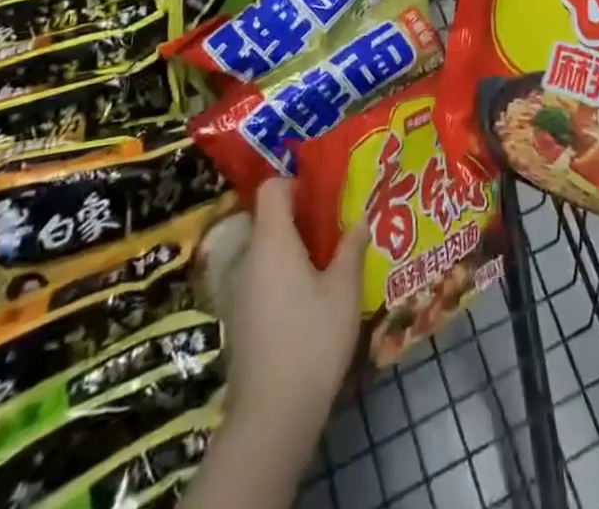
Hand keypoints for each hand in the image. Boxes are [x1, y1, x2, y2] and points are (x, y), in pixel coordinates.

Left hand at [221, 178, 365, 442]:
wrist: (272, 416)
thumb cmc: (312, 339)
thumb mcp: (344, 290)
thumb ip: (351, 248)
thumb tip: (360, 219)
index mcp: (272, 240)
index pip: (271, 189)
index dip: (295, 183)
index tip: (323, 195)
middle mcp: (248, 258)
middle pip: (269, 220)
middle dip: (301, 219)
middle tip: (335, 228)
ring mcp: (239, 291)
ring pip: (265, 252)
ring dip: (293, 250)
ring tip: (328, 263)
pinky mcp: (238, 320)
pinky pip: (260, 279)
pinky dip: (282, 277)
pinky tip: (309, 300)